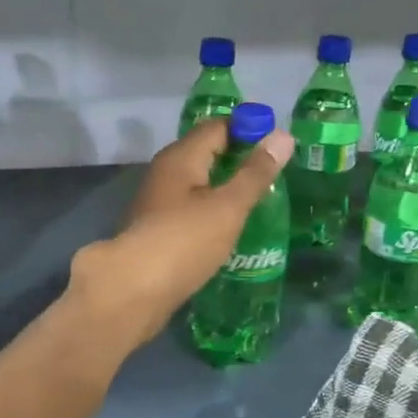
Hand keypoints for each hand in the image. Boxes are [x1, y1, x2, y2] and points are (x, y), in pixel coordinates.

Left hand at [68, 119, 292, 348]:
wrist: (133, 291)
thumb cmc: (185, 241)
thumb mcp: (228, 206)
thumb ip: (256, 173)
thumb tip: (284, 135)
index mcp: (181, 157)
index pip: (218, 126)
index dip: (248, 129)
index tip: (278, 145)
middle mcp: (165, 173)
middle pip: (206, 154)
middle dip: (238, 159)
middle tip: (274, 174)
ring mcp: (157, 203)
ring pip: (197, 184)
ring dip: (225, 189)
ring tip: (259, 202)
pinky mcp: (157, 231)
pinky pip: (190, 210)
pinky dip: (211, 212)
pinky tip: (230, 229)